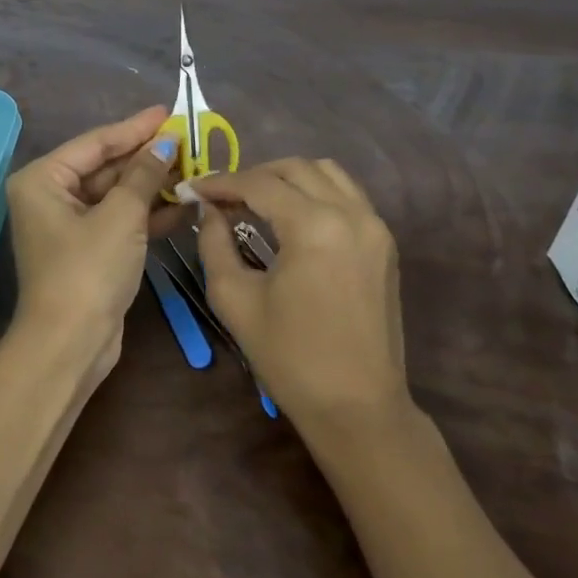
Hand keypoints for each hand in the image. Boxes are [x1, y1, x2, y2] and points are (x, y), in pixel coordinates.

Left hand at [4, 106, 182, 363]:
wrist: (70, 346)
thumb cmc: (88, 270)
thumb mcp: (121, 216)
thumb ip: (144, 174)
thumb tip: (165, 142)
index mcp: (44, 179)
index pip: (96, 143)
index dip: (134, 127)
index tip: (168, 111)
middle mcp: (50, 196)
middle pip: (106, 166)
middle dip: (147, 157)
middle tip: (188, 139)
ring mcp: (69, 225)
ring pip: (116, 194)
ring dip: (153, 185)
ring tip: (194, 167)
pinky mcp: (88, 250)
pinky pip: (120, 220)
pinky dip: (148, 214)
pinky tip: (185, 204)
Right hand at [186, 159, 406, 426]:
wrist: (358, 408)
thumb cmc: (290, 358)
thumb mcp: (235, 300)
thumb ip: (215, 244)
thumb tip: (209, 210)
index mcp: (314, 227)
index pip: (259, 184)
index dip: (221, 182)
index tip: (192, 188)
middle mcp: (350, 214)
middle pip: (295, 168)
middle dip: (254, 175)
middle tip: (222, 197)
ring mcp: (374, 226)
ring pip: (327, 173)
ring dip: (288, 177)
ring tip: (257, 200)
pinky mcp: (384, 243)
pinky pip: (347, 195)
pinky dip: (316, 191)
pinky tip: (292, 216)